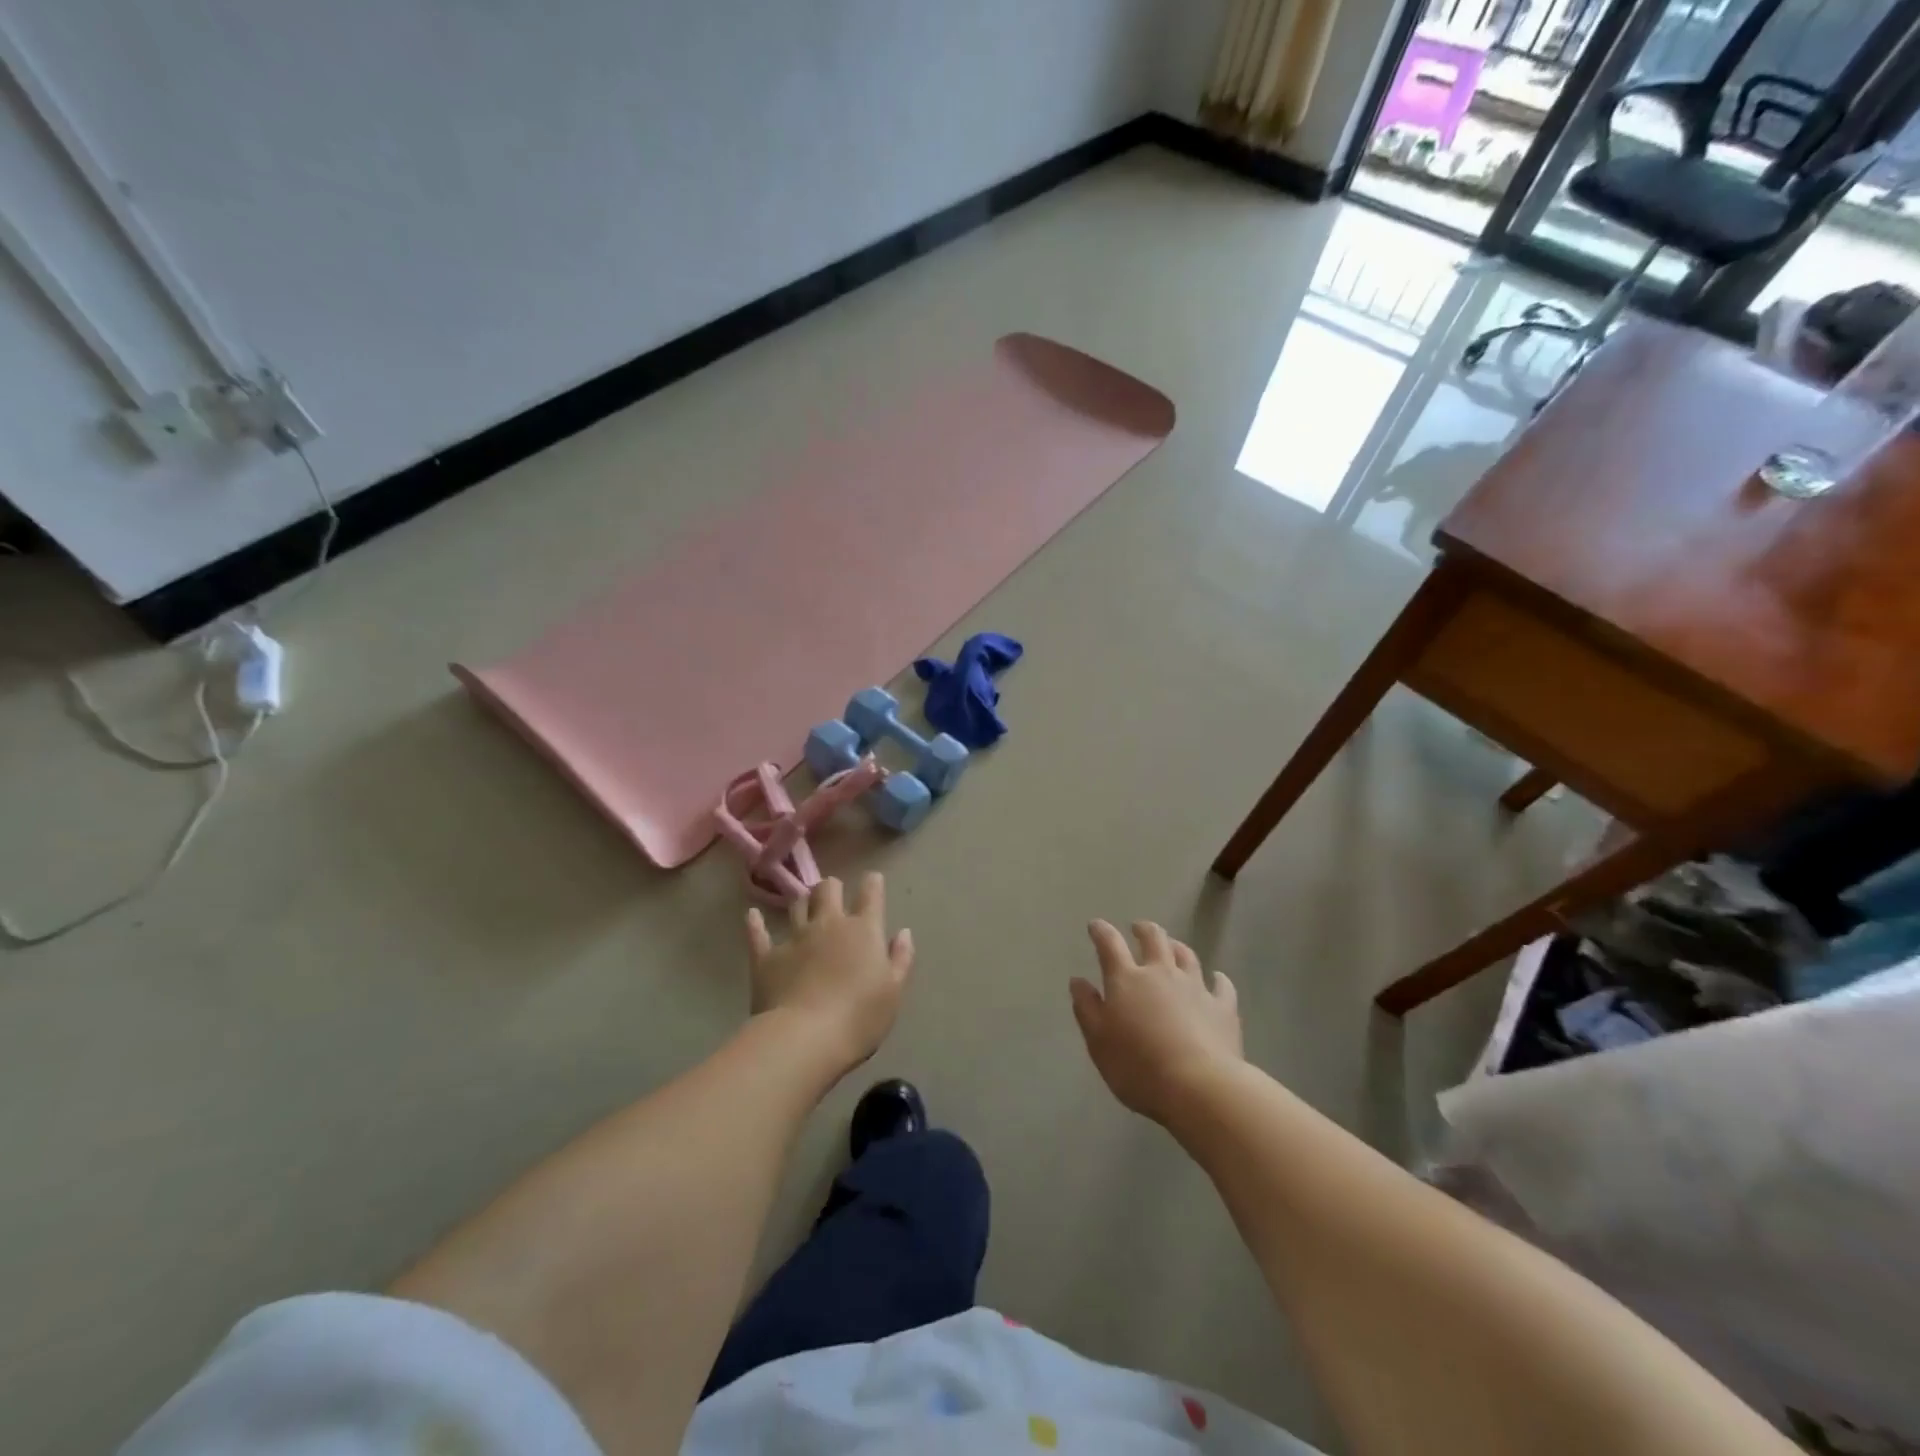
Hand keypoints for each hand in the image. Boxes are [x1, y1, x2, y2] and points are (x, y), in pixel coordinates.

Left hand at [745, 874, 913, 1077]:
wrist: (805, 1038)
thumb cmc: (859, 1018)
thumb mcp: (893, 992)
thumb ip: (900, 959)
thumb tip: (903, 932)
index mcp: (863, 930)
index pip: (870, 894)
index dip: (872, 884)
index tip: (873, 880)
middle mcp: (828, 924)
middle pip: (828, 890)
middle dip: (832, 887)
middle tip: (834, 894)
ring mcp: (794, 938)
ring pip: (797, 905)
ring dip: (803, 902)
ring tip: (805, 905)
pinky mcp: (766, 957)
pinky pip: (758, 934)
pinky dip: (755, 923)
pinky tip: (751, 915)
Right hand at [1070, 920, 1241, 1124]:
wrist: (1199, 1087)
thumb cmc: (1138, 1066)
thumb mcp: (1098, 1041)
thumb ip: (1087, 1008)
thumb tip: (1078, 981)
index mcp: (1127, 980)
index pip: (1110, 945)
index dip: (1101, 931)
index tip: (1095, 925)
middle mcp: (1161, 974)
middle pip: (1154, 939)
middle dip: (1144, 930)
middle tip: (1138, 929)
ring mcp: (1195, 987)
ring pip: (1187, 955)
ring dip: (1177, 947)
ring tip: (1172, 947)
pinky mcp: (1223, 1007)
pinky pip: (1222, 986)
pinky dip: (1217, 979)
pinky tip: (1217, 978)